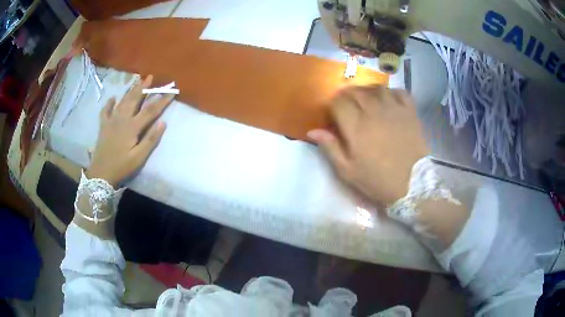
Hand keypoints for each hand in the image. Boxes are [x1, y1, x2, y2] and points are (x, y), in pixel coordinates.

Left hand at [87, 75, 173, 186]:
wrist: (101, 174)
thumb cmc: (122, 167)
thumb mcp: (139, 158)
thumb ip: (150, 140)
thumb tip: (163, 123)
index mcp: (132, 127)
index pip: (150, 110)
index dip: (162, 100)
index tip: (172, 92)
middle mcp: (122, 120)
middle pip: (134, 100)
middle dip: (143, 88)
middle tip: (150, 77)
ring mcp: (111, 121)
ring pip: (122, 102)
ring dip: (130, 90)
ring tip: (137, 81)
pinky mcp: (103, 126)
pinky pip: (105, 111)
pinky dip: (109, 103)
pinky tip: (113, 98)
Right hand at [308, 86, 427, 206]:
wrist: (411, 185)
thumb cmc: (377, 180)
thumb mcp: (348, 171)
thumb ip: (330, 148)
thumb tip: (313, 131)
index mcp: (356, 126)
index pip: (338, 102)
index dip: (333, 105)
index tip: (334, 113)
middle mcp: (374, 112)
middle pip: (356, 91)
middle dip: (347, 96)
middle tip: (348, 106)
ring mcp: (394, 110)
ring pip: (377, 88)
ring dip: (368, 91)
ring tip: (367, 101)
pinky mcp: (410, 112)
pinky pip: (400, 92)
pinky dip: (392, 92)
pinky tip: (389, 100)